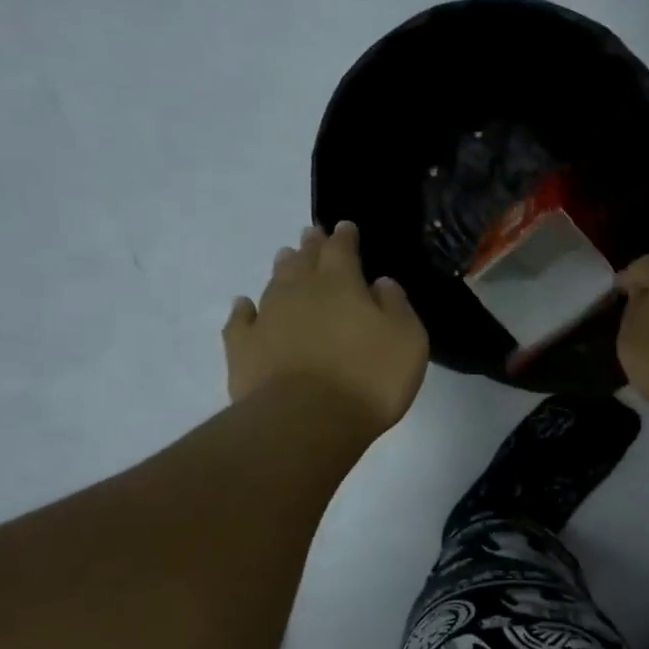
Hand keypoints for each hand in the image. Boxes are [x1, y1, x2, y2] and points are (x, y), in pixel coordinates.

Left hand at [224, 222, 428, 435]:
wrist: (305, 421)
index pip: (342, 248)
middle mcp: (300, 291)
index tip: (346, 227)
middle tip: (312, 235)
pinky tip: (244, 306)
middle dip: (311, 246)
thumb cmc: (368, 378)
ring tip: (285, 258)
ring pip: (274, 283)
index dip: (345, 236)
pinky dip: (244, 310)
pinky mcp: (243, 348)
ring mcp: (267, 317)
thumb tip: (380, 283)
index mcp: (341, 283)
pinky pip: (241, 320)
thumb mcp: (407, 340)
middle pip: (304, 259)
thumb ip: (396, 306)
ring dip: (282, 269)